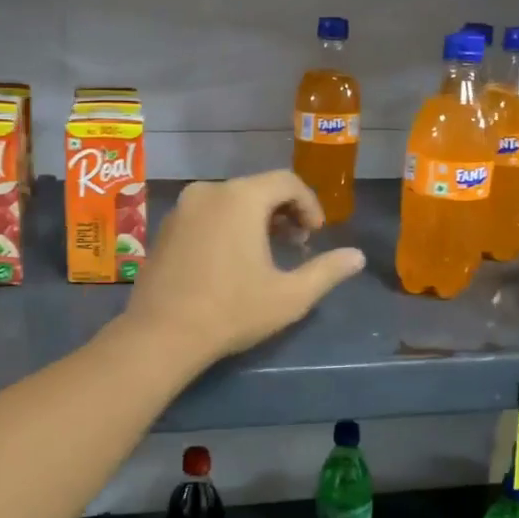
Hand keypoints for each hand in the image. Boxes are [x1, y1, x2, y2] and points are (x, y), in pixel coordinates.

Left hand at [122, 171, 365, 363]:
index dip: (310, 205)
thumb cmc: (232, 311)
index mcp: (241, 198)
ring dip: (255, 218)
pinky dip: (227, 225)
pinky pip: (206, 213)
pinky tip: (231, 258)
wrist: (161, 335)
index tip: (316, 235)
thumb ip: (327, 271)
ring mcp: (182, 208)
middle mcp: (209, 191)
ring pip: (230, 200)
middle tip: (296, 244)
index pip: (287, 182)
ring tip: (266, 252)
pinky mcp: (165, 227)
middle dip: (284, 211)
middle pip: (258, 188)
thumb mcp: (290, 295)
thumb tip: (357, 257)